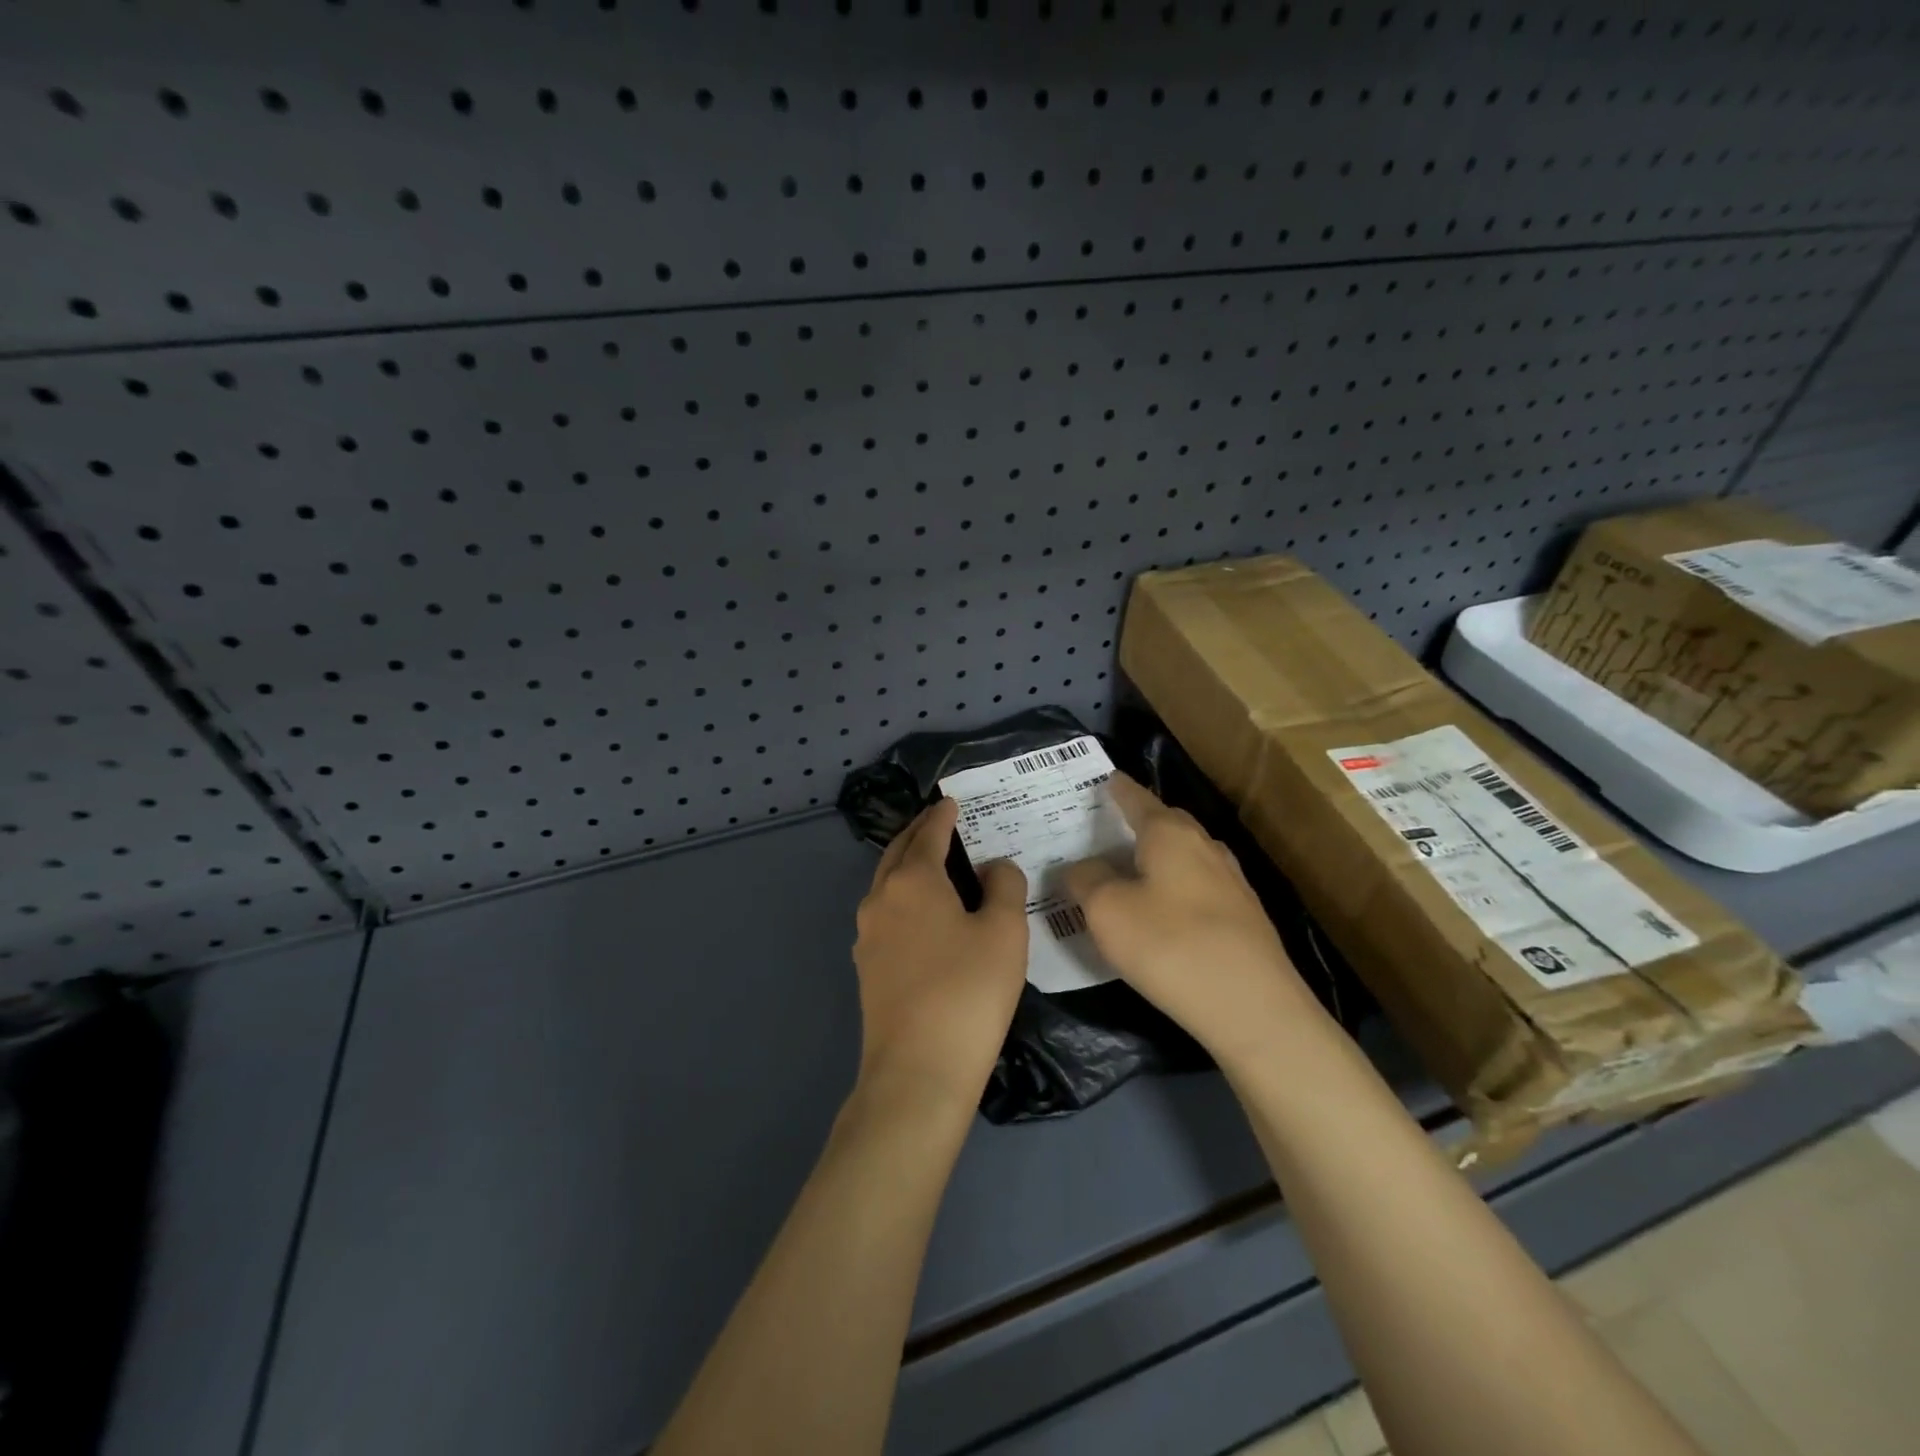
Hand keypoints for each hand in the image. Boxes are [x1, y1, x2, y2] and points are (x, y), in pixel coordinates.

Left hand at [851, 798, 1028, 1113]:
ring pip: (887, 884)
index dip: (942, 815)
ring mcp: (867, 935)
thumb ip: (1004, 886)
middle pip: (898, 853)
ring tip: (933, 864)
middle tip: (938, 822)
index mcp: (912, 881)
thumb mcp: (1004, 932)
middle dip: (918, 833)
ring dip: (908, 866)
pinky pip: (886, 914)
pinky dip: (903, 898)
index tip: (950, 802)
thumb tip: (993, 867)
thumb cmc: (968, 991)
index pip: (928, 834)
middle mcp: (881, 899)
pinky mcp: (867, 967)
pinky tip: (922, 915)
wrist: (917, 1070)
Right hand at [1063, 774, 1314, 1064]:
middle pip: (1166, 823)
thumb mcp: (1107, 912)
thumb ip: (1086, 881)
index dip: (1117, 789)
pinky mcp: (1244, 916)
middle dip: (1139, 821)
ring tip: (1131, 870)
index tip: (1104, 780)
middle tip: (1107, 830)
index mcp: (1170, 834)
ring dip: (1159, 857)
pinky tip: (1165, 911)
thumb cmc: (1170, 946)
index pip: (1137, 798)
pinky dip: (1176, 887)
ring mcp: (1231, 881)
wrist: (1253, 1007)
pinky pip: (1199, 886)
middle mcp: (1205, 846)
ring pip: (1186, 855)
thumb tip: (1079, 867)